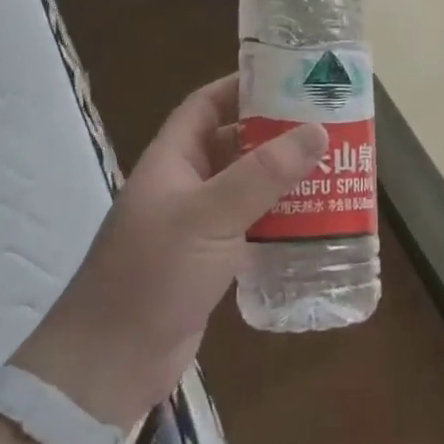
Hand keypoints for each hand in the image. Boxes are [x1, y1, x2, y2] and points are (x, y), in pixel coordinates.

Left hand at [12, 75, 325, 428]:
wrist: (111, 364)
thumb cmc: (153, 275)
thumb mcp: (209, 216)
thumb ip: (263, 174)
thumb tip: (317, 130)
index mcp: (171, 161)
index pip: (205, 106)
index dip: (242, 87)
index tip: (289, 79)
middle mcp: (184, 186)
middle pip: (234, 145)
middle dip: (276, 134)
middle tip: (327, 127)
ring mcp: (196, 226)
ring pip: (247, 188)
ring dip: (284, 180)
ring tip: (332, 170)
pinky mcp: (210, 261)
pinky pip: (251, 227)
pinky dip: (280, 220)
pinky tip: (315, 222)